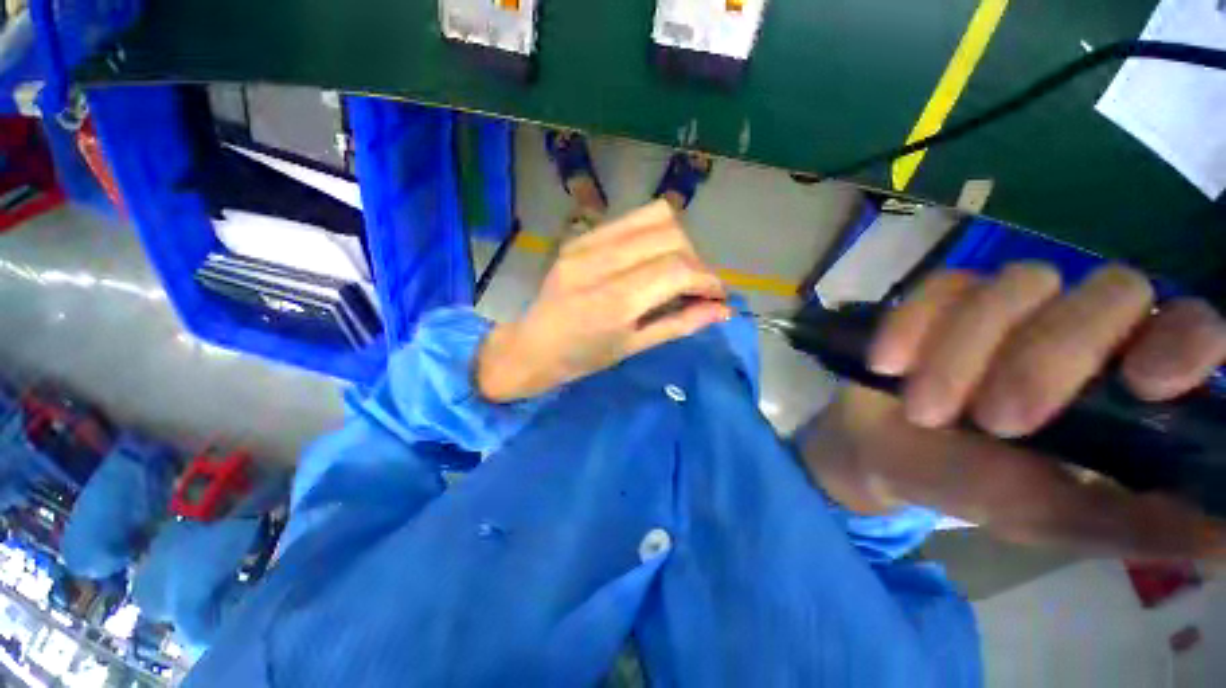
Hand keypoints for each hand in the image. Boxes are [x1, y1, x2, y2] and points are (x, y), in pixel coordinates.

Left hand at [477, 200, 731, 401]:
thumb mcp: (634, 347)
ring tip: (676, 269)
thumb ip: (680, 324)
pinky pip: (632, 219)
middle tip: (695, 287)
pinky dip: (654, 234)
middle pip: (671, 236)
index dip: (708, 279)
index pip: (677, 269)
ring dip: (678, 241)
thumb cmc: (583, 358)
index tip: (717, 295)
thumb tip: (722, 310)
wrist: (533, 345)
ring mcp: (587, 242)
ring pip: (655, 216)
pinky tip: (651, 258)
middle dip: (696, 260)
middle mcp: (601, 262)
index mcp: (614, 300)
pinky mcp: (581, 235)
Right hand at [801, 263, 1225, 559]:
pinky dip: (911, 326)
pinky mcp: (941, 298)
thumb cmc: (969, 485)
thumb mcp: (1053, 518)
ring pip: (1017, 285)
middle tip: (997, 421)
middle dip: (1050, 358)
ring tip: (924, 410)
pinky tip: (888, 364)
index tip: (1141, 384)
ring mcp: (1007, 305)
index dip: (1182, 341)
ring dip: (963, 352)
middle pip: (1110, 294)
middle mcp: (1079, 327)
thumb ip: (1137, 525)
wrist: (880, 451)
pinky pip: (939, 288)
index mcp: (1122, 381)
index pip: (1189, 327)